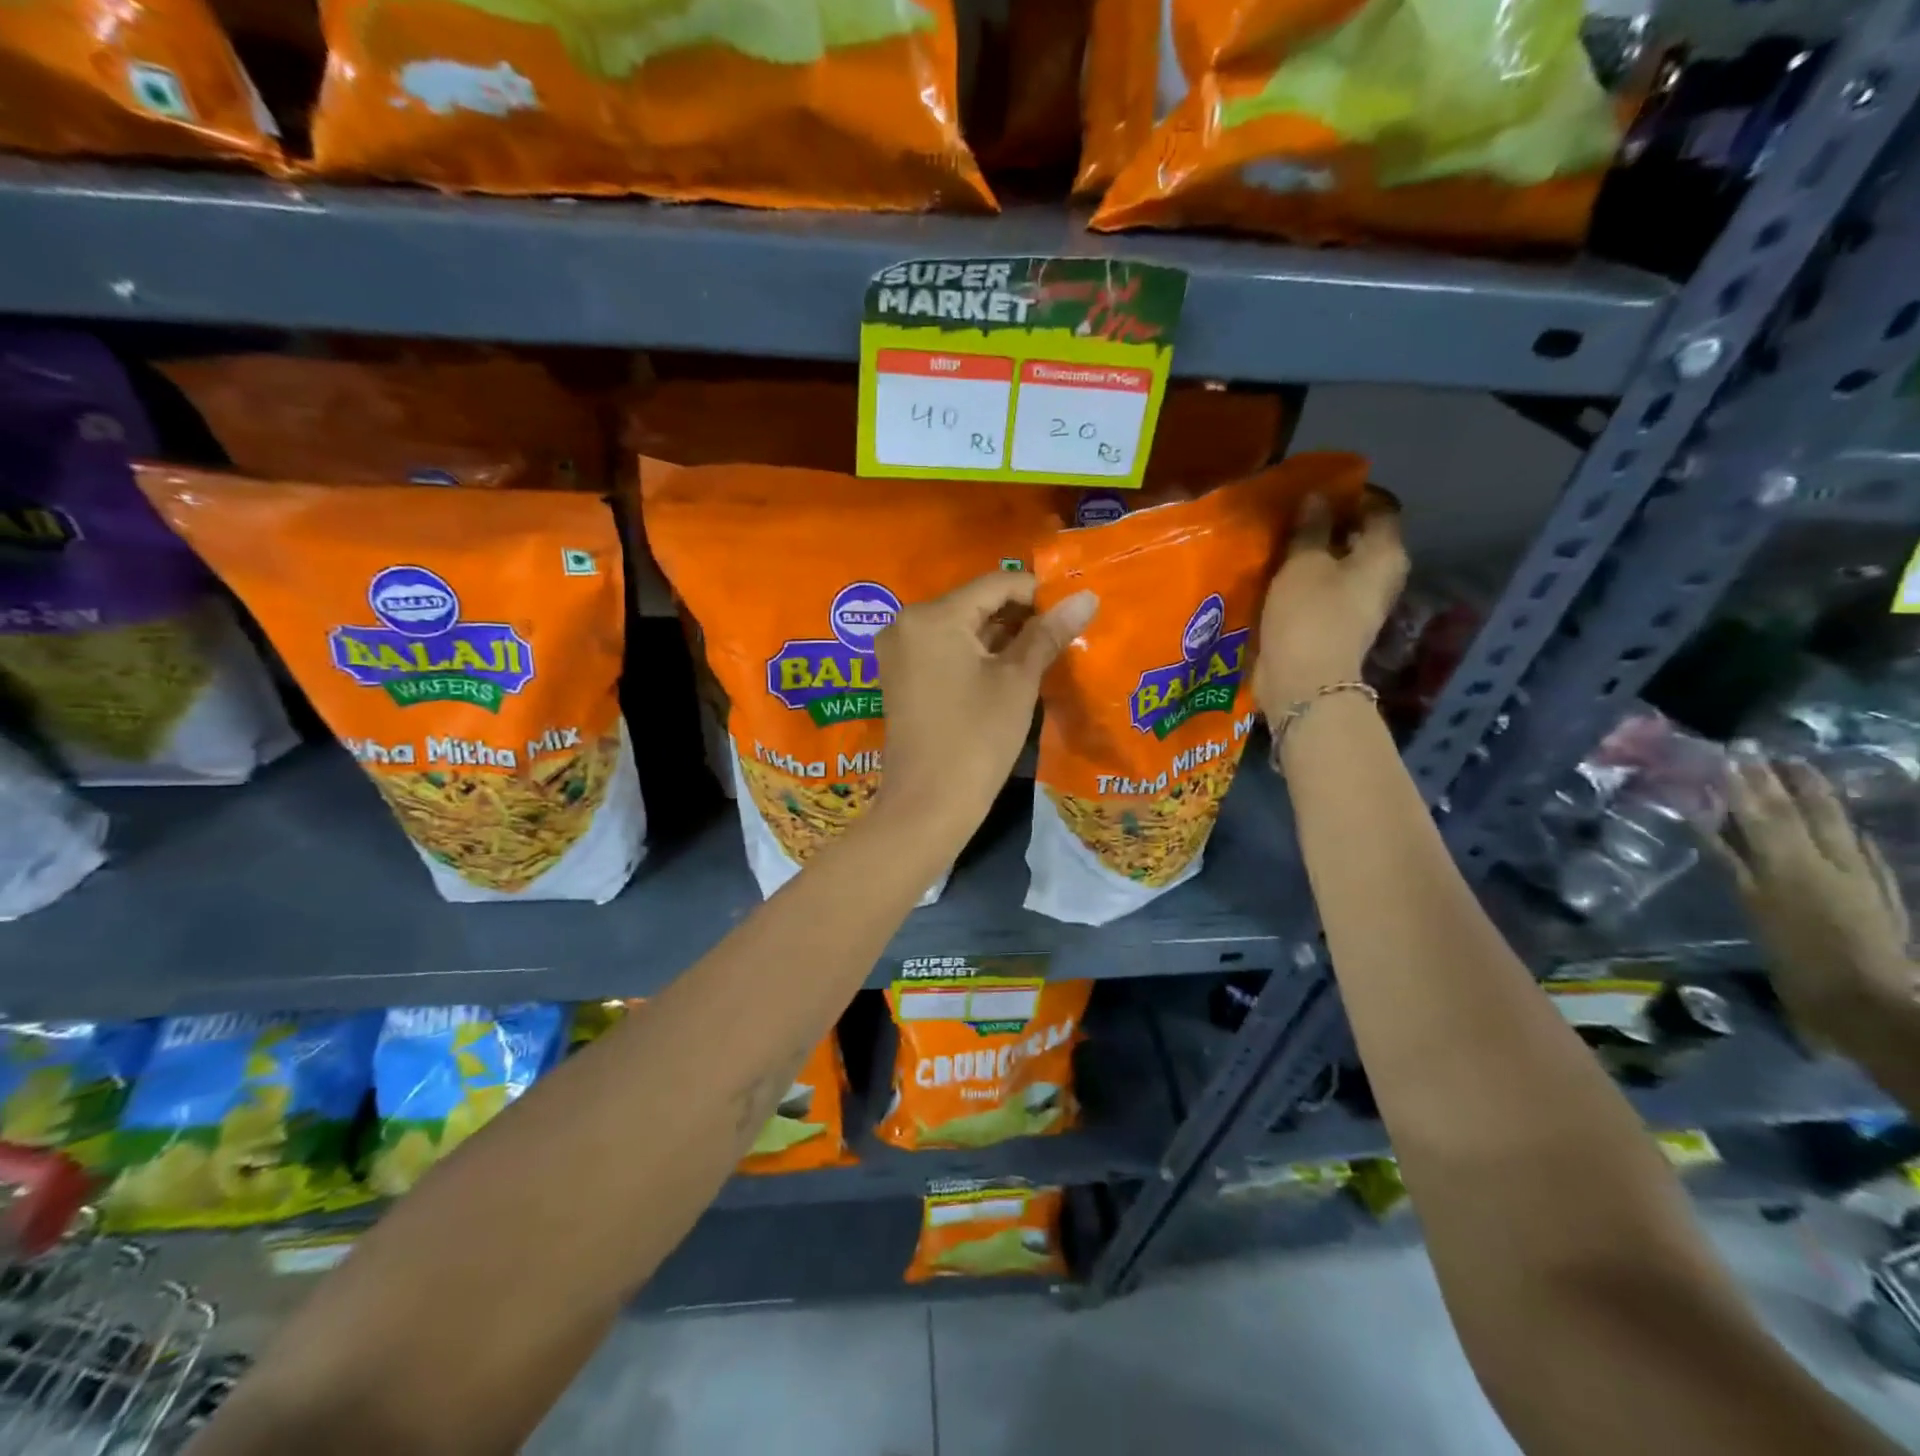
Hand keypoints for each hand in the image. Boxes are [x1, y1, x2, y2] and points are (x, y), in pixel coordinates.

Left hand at [874, 571, 1097, 842]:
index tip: (1072, 612)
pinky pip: (944, 649)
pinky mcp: (900, 676)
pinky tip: (1007, 672)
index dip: (1038, 593)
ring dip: (1000, 636)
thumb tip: (1086, 596)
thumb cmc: (977, 740)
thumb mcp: (1017, 682)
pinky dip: (976, 654)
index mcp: (933, 616)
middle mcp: (907, 623)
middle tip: (1061, 636)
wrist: (928, 806)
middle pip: (975, 603)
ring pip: (960, 627)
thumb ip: (1048, 634)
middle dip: (1020, 616)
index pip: (995, 583)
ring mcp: (899, 651)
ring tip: (1042, 655)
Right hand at [1253, 490, 1407, 718]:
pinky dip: (1306, 580)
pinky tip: (1278, 575)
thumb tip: (1317, 498)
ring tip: (1280, 543)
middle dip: (1329, 524)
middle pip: (1359, 537)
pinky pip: (1324, 590)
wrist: (1304, 680)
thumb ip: (1311, 528)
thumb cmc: (1309, 614)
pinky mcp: (1336, 623)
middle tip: (1291, 514)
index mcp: (1385, 553)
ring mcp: (1360, 603)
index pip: (1379, 508)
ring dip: (1314, 554)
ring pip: (1339, 565)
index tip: (1315, 490)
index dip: (1351, 494)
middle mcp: (1381, 576)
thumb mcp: (1304, 563)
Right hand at [1715, 757, 1918, 1051]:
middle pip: (1796, 814)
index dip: (1743, 786)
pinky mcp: (1879, 894)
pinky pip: (1862, 851)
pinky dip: (1847, 832)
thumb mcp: (1757, 914)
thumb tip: (1706, 824)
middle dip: (1774, 781)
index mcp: (1788, 867)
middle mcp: (1823, 863)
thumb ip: (1733, 866)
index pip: (1761, 815)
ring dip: (1813, 796)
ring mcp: (1857, 877)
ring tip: (1798, 769)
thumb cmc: (1800, 965)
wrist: (1873, 1005)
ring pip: (1832, 825)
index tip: (1728, 757)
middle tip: (1756, 751)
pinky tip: (1845, 824)